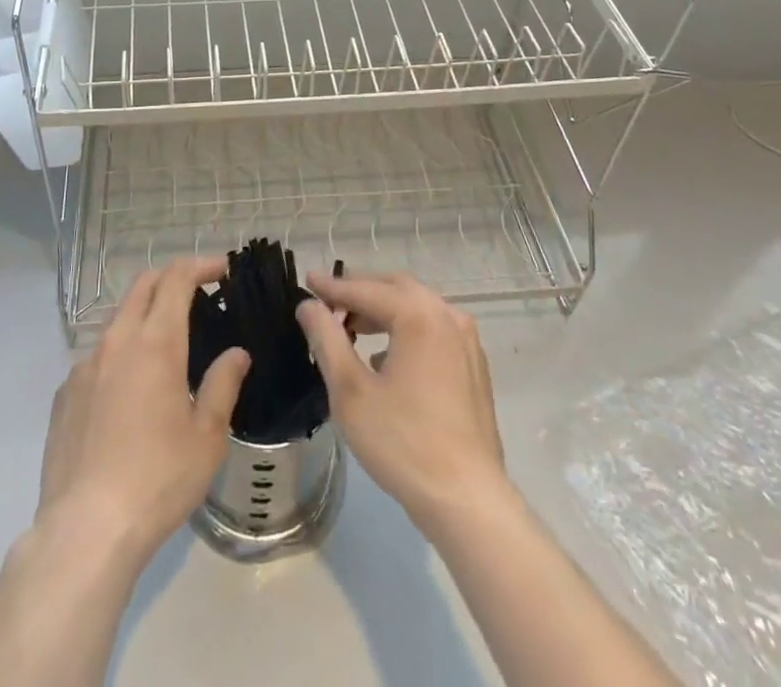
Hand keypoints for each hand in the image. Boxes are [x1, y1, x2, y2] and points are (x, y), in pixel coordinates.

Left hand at [37, 257, 249, 562]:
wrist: (86, 528)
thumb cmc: (158, 479)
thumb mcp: (207, 436)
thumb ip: (223, 385)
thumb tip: (237, 354)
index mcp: (156, 342)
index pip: (176, 278)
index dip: (200, 265)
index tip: (220, 270)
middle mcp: (117, 340)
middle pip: (143, 285)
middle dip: (170, 278)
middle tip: (196, 292)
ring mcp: (84, 365)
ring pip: (116, 318)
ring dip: (143, 314)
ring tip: (164, 343)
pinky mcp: (65, 392)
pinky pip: (96, 356)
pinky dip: (119, 353)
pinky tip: (128, 390)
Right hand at [296, 270, 508, 535]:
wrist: (467, 501)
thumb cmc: (403, 443)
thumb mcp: (350, 391)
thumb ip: (327, 339)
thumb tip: (308, 306)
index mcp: (419, 316)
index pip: (367, 289)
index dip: (333, 286)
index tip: (307, 280)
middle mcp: (447, 316)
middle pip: (396, 288)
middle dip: (361, 291)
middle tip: (328, 301)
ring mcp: (466, 341)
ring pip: (418, 307)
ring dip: (384, 309)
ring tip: (351, 327)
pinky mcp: (474, 366)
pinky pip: (434, 329)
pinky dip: (406, 328)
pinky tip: (386, 356)